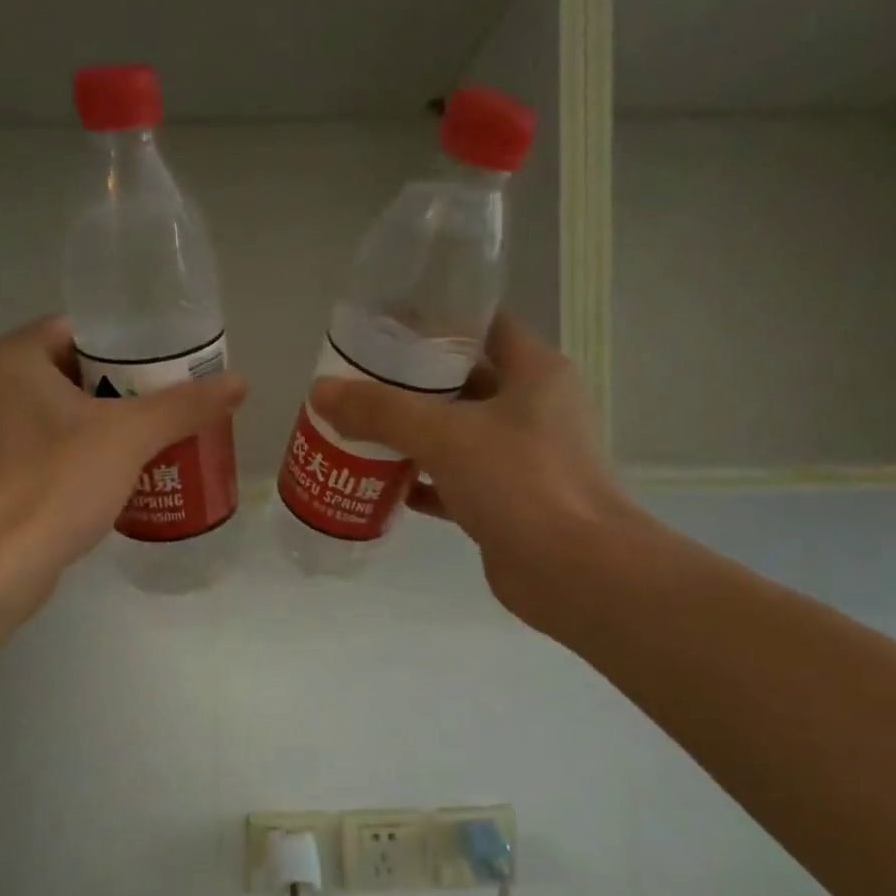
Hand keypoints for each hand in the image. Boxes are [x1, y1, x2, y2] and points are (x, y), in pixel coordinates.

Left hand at [0, 316, 245, 604]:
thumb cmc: (57, 483)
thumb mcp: (130, 437)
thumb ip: (184, 406)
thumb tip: (239, 382)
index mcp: (9, 359)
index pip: (76, 331)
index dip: (125, 347)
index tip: (164, 370)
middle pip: (66, 373)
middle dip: (116, 389)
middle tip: (163, 407)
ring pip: (51, 414)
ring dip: (95, 424)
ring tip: (145, 441)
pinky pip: (36, 448)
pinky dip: (70, 454)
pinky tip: (107, 477)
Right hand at [309, 312, 629, 635]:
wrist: (574, 571)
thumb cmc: (520, 481)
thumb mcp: (445, 435)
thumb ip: (381, 411)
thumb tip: (320, 391)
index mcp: (535, 372)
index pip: (483, 327)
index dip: (435, 323)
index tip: (385, 330)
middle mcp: (534, 409)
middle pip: (463, 382)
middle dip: (410, 384)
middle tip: (358, 383)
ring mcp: (523, 459)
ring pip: (458, 435)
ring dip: (412, 435)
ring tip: (358, 429)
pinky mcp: (508, 502)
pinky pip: (456, 481)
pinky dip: (423, 481)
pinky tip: (381, 482)